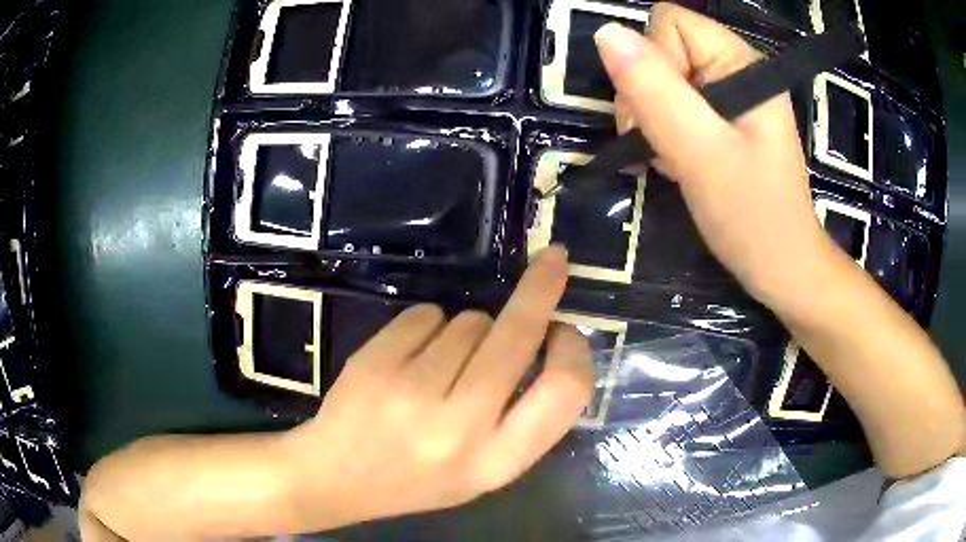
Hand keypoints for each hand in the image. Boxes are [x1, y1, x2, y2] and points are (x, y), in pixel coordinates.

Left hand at [280, 246, 591, 528]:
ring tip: (442, 365)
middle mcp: (459, 428)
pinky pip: (427, 314)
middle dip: (541, 289)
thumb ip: (522, 418)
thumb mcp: (483, 470)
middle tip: (551, 262)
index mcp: (496, 462)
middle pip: (517, 336)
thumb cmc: (418, 479)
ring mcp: (411, 392)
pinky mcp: (375, 361)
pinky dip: (429, 325)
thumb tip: (548, 337)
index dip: (575, 350)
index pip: (564, 391)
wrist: (336, 478)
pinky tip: (410, 357)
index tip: (567, 327)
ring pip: (470, 321)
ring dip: (471, 329)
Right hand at [597, 4, 830, 305]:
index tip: (666, 115)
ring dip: (651, 119)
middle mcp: (733, 68)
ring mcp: (728, 95)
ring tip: (673, 159)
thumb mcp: (701, 152)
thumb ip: (655, 90)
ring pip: (658, 80)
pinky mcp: (721, 119)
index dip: (653, 62)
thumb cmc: (753, 216)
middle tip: (666, 145)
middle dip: (648, 96)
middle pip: (659, 49)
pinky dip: (662, 133)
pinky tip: (677, 162)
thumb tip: (605, 34)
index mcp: (739, 62)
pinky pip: (670, 105)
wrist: (782, 268)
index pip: (668, 23)